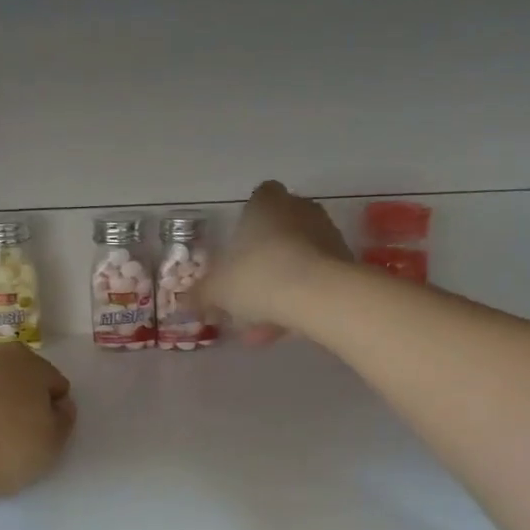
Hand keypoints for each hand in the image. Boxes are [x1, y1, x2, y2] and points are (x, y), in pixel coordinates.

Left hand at [0, 345, 76, 502]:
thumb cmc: (5, 449)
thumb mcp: (52, 444)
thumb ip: (64, 420)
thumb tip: (59, 406)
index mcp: (28, 361)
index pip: (54, 383)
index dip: (54, 410)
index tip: (44, 435)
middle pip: (17, 379)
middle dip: (21, 402)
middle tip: (16, 438)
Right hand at [202, 181, 351, 343]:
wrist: (319, 295)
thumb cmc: (259, 277)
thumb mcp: (219, 290)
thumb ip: (202, 294)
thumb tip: (184, 302)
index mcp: (266, 203)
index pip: (258, 199)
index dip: (247, 223)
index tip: (238, 251)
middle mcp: (300, 210)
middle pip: (279, 231)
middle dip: (264, 261)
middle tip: (247, 294)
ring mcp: (327, 234)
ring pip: (297, 260)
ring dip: (280, 287)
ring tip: (262, 326)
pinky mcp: (345, 263)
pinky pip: (315, 279)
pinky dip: (300, 300)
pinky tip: (284, 330)